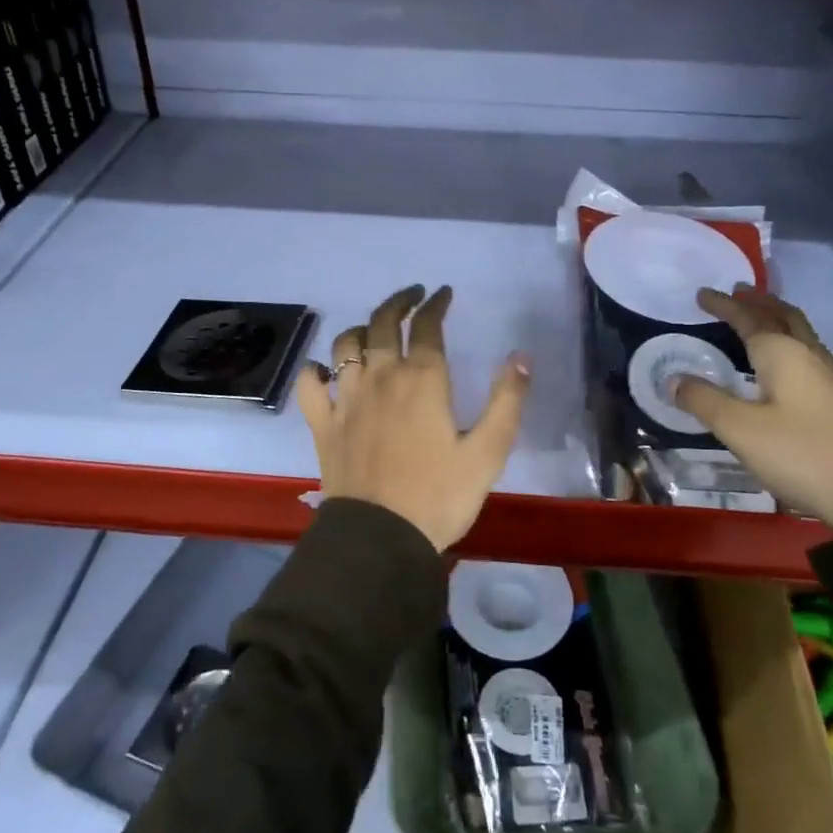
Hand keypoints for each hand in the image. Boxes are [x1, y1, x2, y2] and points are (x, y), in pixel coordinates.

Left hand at [296, 284, 531, 551]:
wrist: (381, 538)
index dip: (436, 305)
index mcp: (423, 380)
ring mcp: (348, 399)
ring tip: (373, 330)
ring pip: (346, 345)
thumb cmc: (440, 496)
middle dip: (399, 303)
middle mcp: (382, 377)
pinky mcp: (324, 424)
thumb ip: (507, 400)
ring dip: (361, 329)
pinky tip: (324, 370)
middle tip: (413, 297)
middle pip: (383, 323)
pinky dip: (316, 371)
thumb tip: (521, 356)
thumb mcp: (488, 452)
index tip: (443, 294)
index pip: (427, 326)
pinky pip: (311, 384)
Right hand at [672, 286, 832, 531]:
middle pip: (786, 321)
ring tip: (776, 318)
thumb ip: (704, 401)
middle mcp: (812, 362)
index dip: (725, 306)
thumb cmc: (800, 456)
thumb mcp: (738, 429)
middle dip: (761, 304)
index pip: (749, 320)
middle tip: (741, 292)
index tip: (702, 294)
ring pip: (814, 343)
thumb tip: (674, 380)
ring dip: (792, 325)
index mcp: (782, 357)